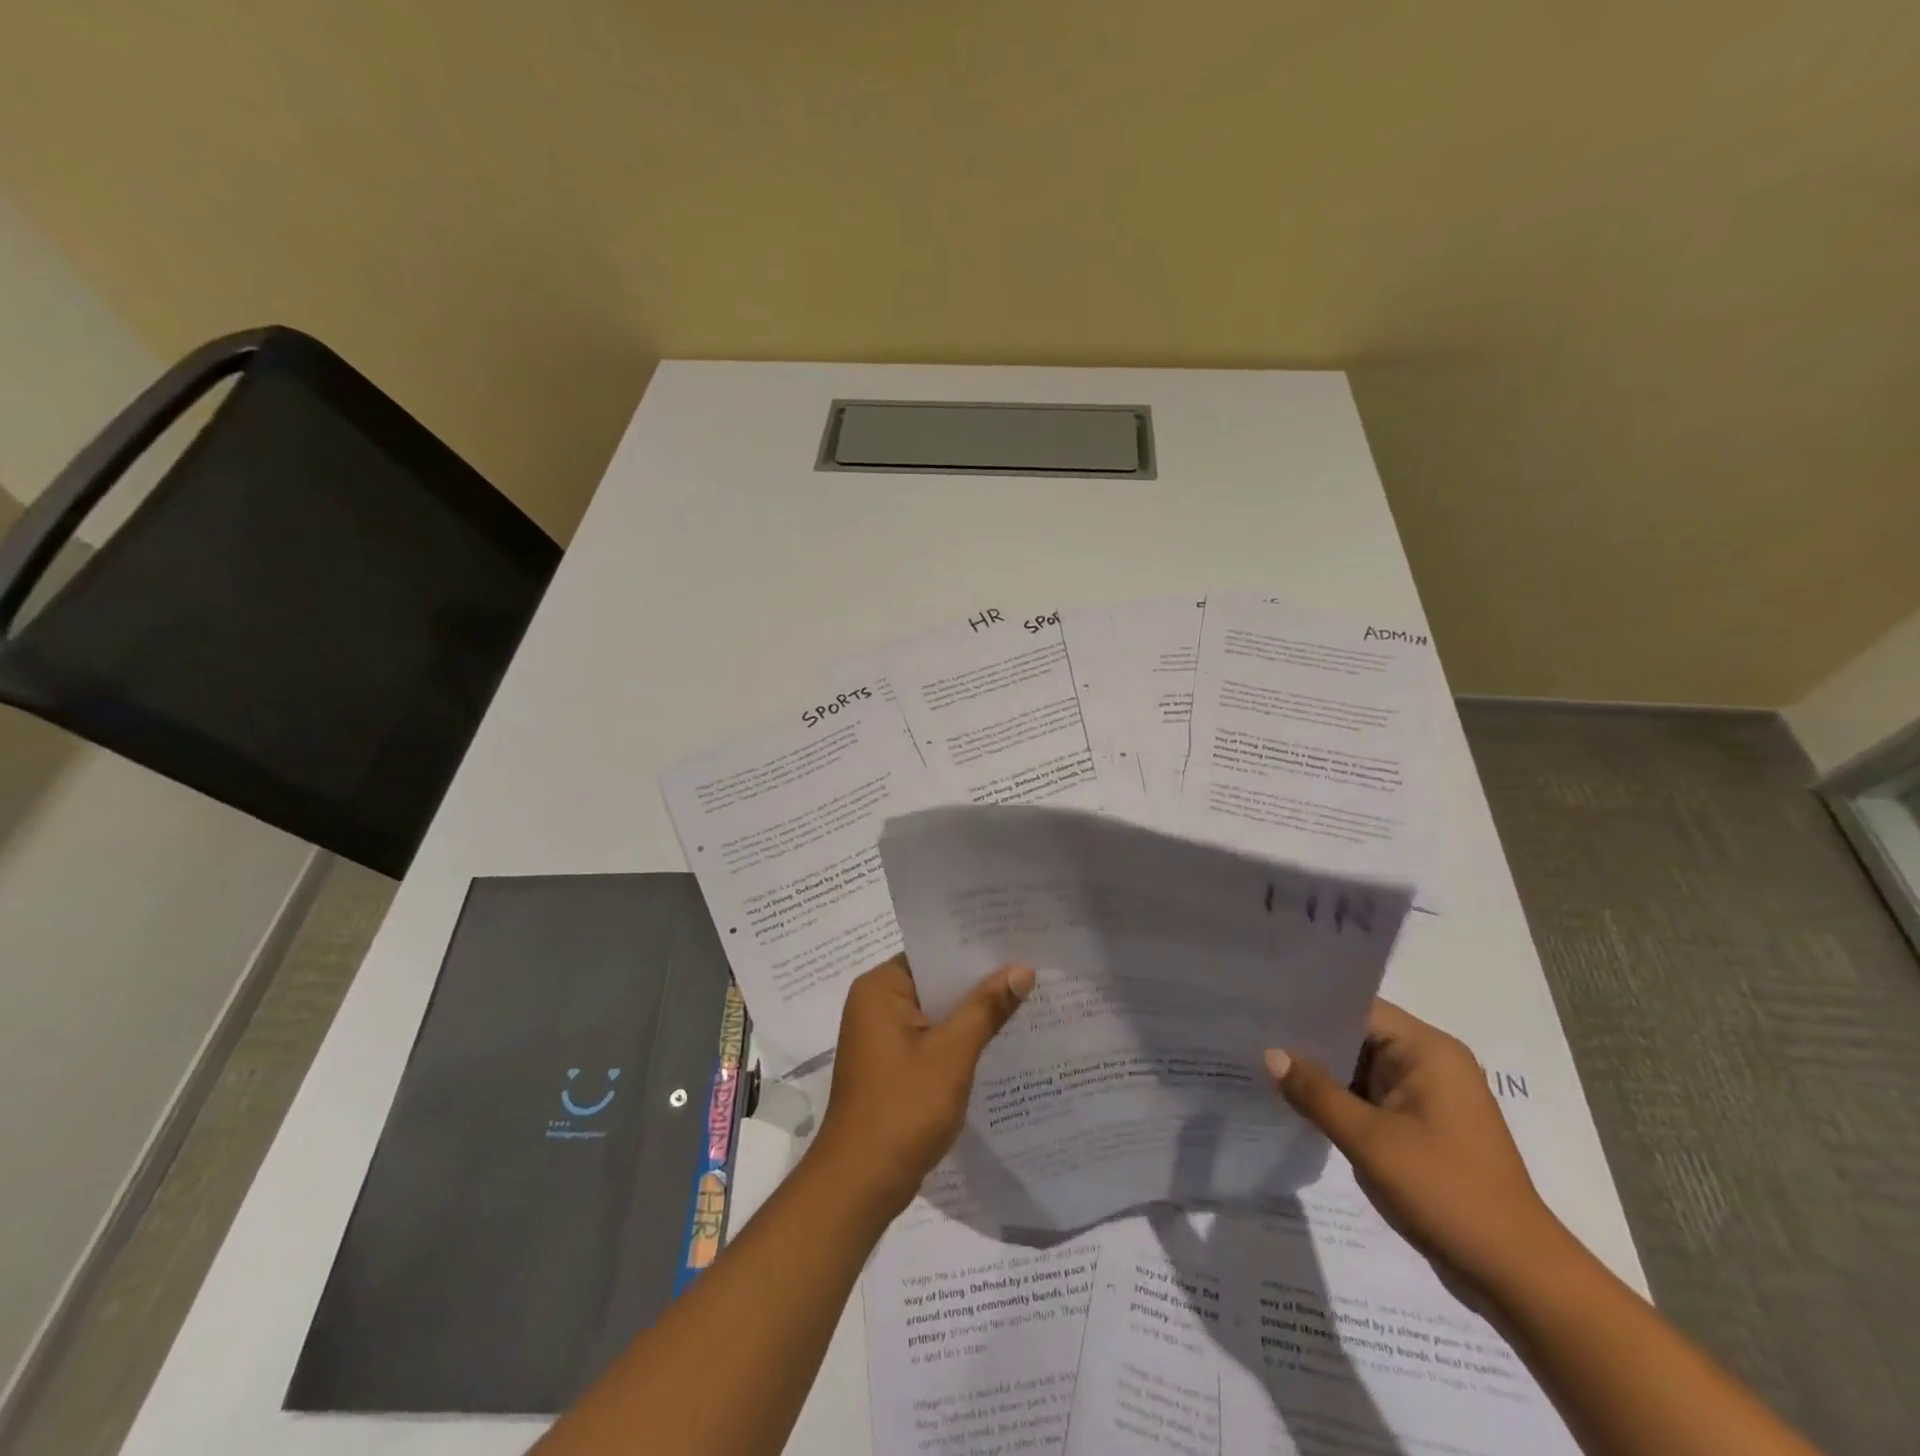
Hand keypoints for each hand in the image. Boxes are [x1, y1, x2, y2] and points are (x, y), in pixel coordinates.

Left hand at [807, 955, 1034, 1219]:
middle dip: (978, 981)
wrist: (860, 1184)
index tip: (1016, 940)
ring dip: (970, 1012)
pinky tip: (997, 1039)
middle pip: (935, 981)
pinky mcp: (890, 1065)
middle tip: (1031, 968)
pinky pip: (930, 1037)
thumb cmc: (903, 1108)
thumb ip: (986, 1008)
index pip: (933, 953)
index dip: (974, 948)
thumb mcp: (952, 1053)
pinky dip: (957, 1038)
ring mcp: (880, 1036)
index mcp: (880, 987)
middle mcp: (874, 1003)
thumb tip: (1022, 968)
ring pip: (935, 1011)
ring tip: (1025, 997)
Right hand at [1268, 999, 1567, 1295]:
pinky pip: (1370, 1098)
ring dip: (1321, 1073)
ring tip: (1262, 1062)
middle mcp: (1431, 1063)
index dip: (1310, 1007)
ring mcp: (1428, 1098)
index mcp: (1428, 1050)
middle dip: (1309, 1041)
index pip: (1357, 1008)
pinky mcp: (1422, 1128)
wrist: (1517, 1277)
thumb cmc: (1446, 1192)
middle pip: (1357, 1035)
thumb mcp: (1369, 1140)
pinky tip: (1297, 1102)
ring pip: (1361, 1069)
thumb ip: (1316, 1093)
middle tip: (1252, 1034)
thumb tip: (1270, 1054)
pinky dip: (1339, 1100)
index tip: (1262, 1007)